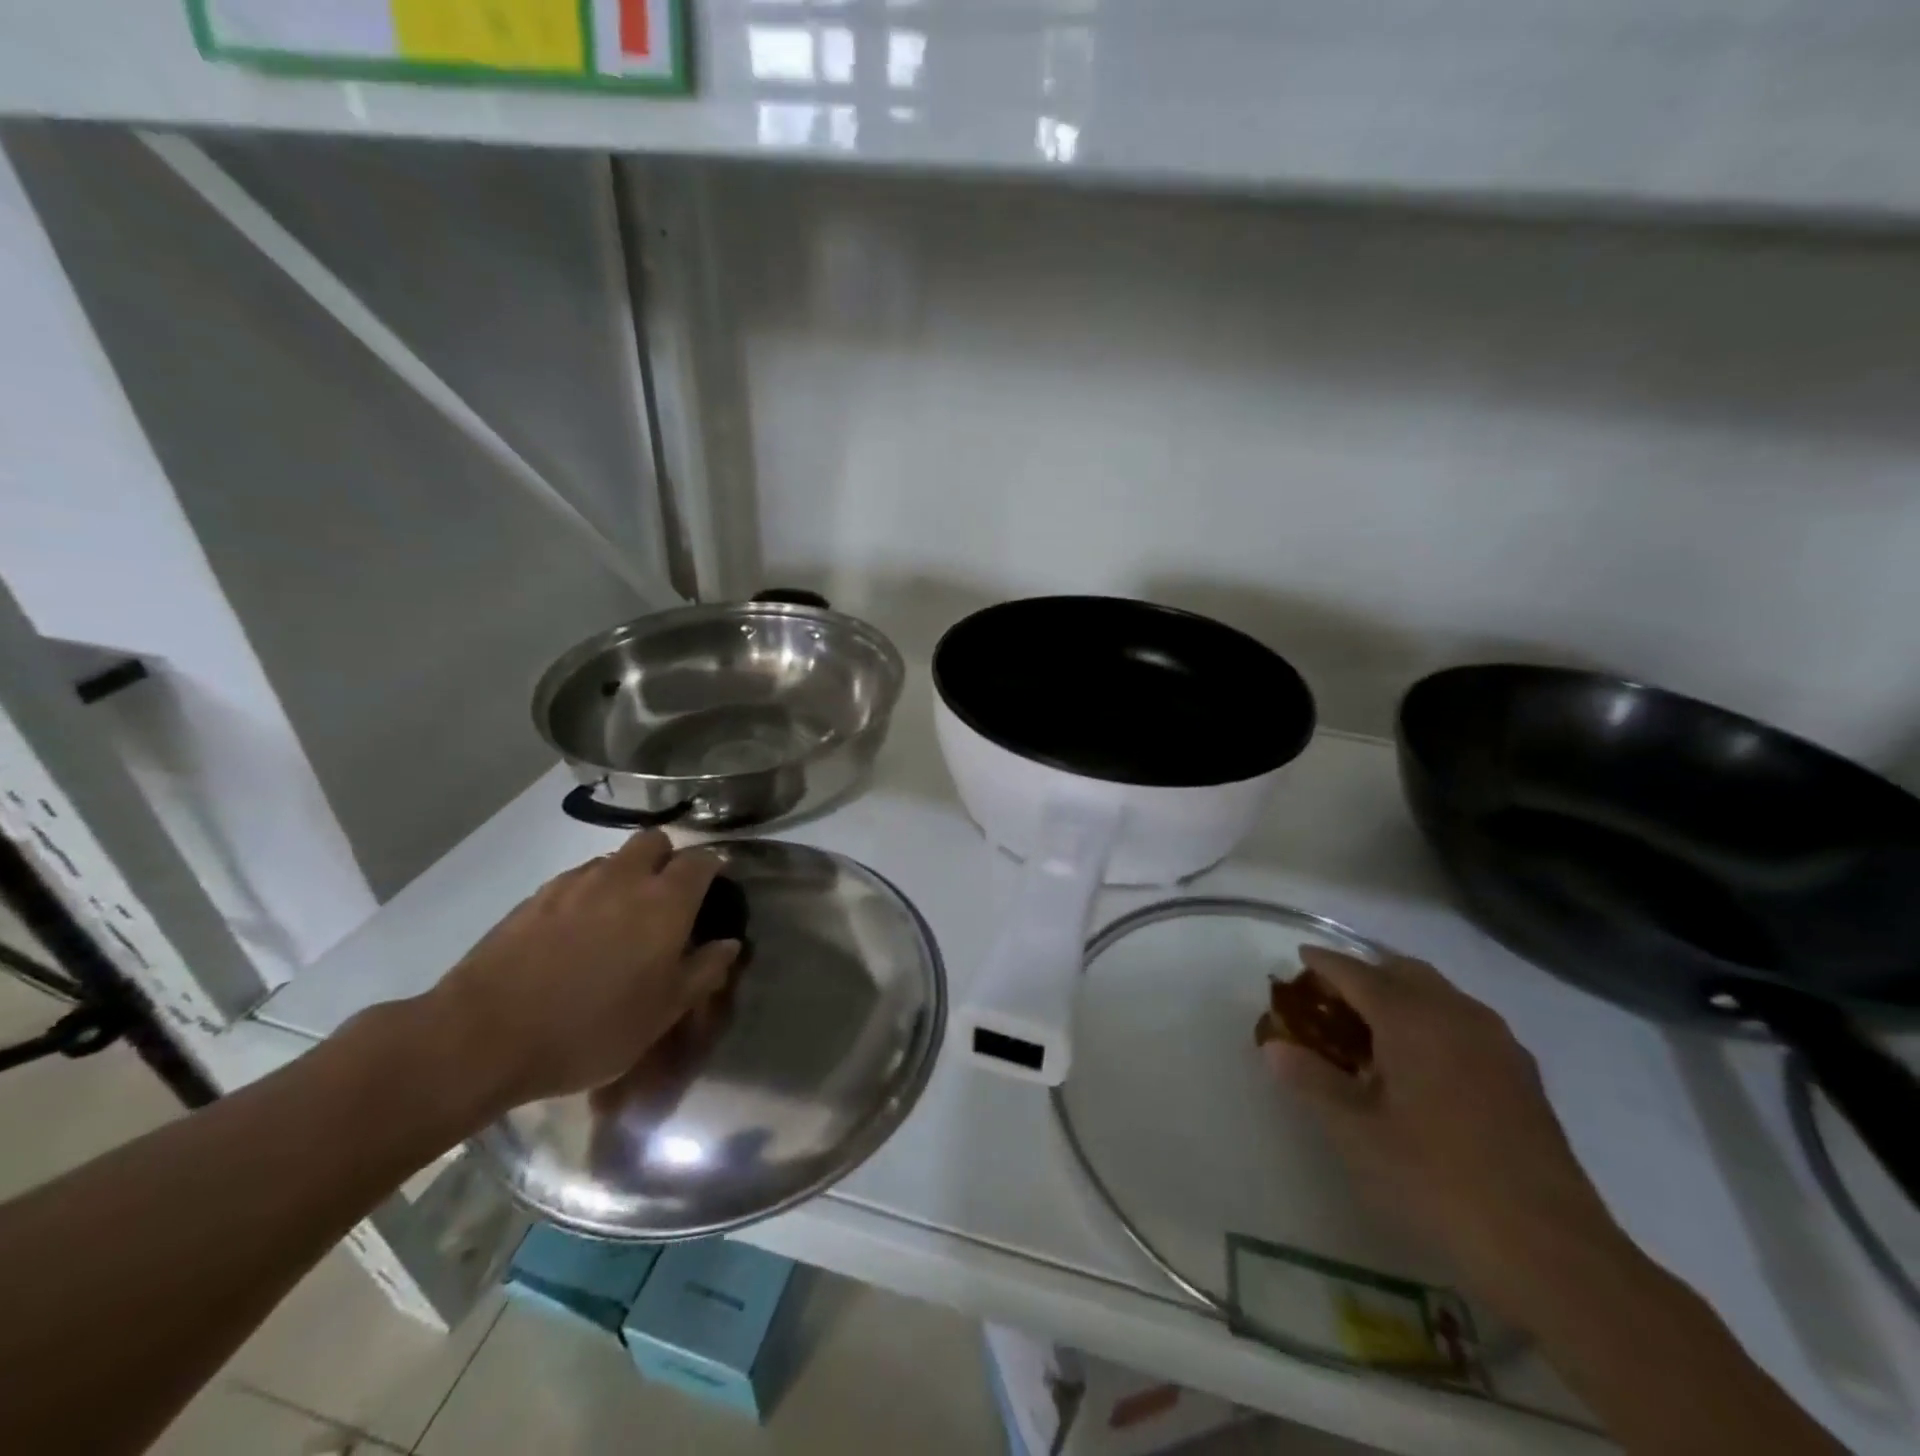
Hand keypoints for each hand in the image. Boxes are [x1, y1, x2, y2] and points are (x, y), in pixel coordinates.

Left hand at [421, 831, 738, 1116]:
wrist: (483, 1035)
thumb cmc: (590, 1028)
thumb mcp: (662, 1014)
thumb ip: (703, 972)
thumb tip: (728, 944)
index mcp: (665, 901)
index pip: (702, 860)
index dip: (714, 867)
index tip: (717, 886)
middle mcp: (624, 878)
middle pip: (655, 841)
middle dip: (668, 859)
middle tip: (668, 897)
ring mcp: (575, 883)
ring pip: (614, 859)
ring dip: (627, 875)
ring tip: (620, 917)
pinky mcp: (536, 897)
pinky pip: (577, 880)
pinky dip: (589, 893)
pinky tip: (577, 932)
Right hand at [1268, 946, 1627, 1324]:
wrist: (1552, 1251)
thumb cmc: (1437, 1180)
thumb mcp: (1356, 1132)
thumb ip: (1311, 1080)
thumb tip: (1274, 1047)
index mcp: (1413, 1018)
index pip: (1356, 972)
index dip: (1323, 963)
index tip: (1297, 956)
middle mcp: (1457, 1014)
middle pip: (1402, 971)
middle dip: (1364, 974)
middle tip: (1330, 998)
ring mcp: (1497, 1043)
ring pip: (1439, 994)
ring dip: (1401, 996)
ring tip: (1370, 1029)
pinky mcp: (1522, 1075)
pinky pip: (1464, 1023)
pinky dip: (1432, 1021)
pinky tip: (1420, 1063)